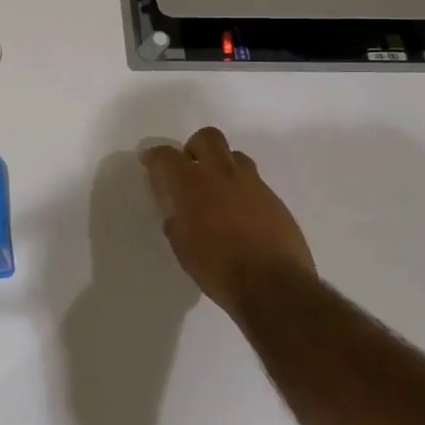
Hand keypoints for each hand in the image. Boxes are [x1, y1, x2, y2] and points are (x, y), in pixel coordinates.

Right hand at [140, 127, 315, 312]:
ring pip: (234, 156)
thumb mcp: (181, 245)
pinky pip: (254, 182)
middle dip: (194, 148)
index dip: (154, 157)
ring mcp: (252, 184)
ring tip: (217, 193)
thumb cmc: (217, 268)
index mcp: (190, 184)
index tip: (149, 163)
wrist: (273, 286)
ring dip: (222, 167)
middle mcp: (221, 174)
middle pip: (207, 138)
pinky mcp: (275, 199)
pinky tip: (241, 217)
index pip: (165, 156)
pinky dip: (242, 191)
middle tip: (189, 170)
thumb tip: (178, 209)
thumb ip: (176, 218)